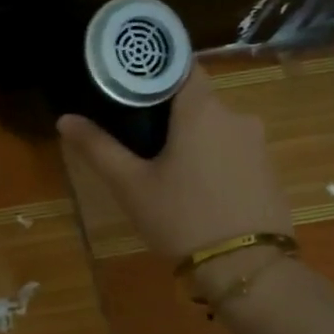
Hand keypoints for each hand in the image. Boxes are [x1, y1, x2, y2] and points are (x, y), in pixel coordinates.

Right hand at [58, 66, 292, 261]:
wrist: (246, 267)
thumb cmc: (180, 218)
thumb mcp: (130, 185)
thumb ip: (98, 148)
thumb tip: (64, 119)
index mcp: (201, 111)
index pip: (182, 66)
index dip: (156, 70)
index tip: (130, 84)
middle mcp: (236, 117)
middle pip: (197, 100)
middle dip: (168, 114)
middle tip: (136, 137)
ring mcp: (258, 144)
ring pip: (215, 128)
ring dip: (191, 139)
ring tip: (163, 168)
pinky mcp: (269, 171)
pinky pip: (233, 152)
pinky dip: (212, 160)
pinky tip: (194, 189)